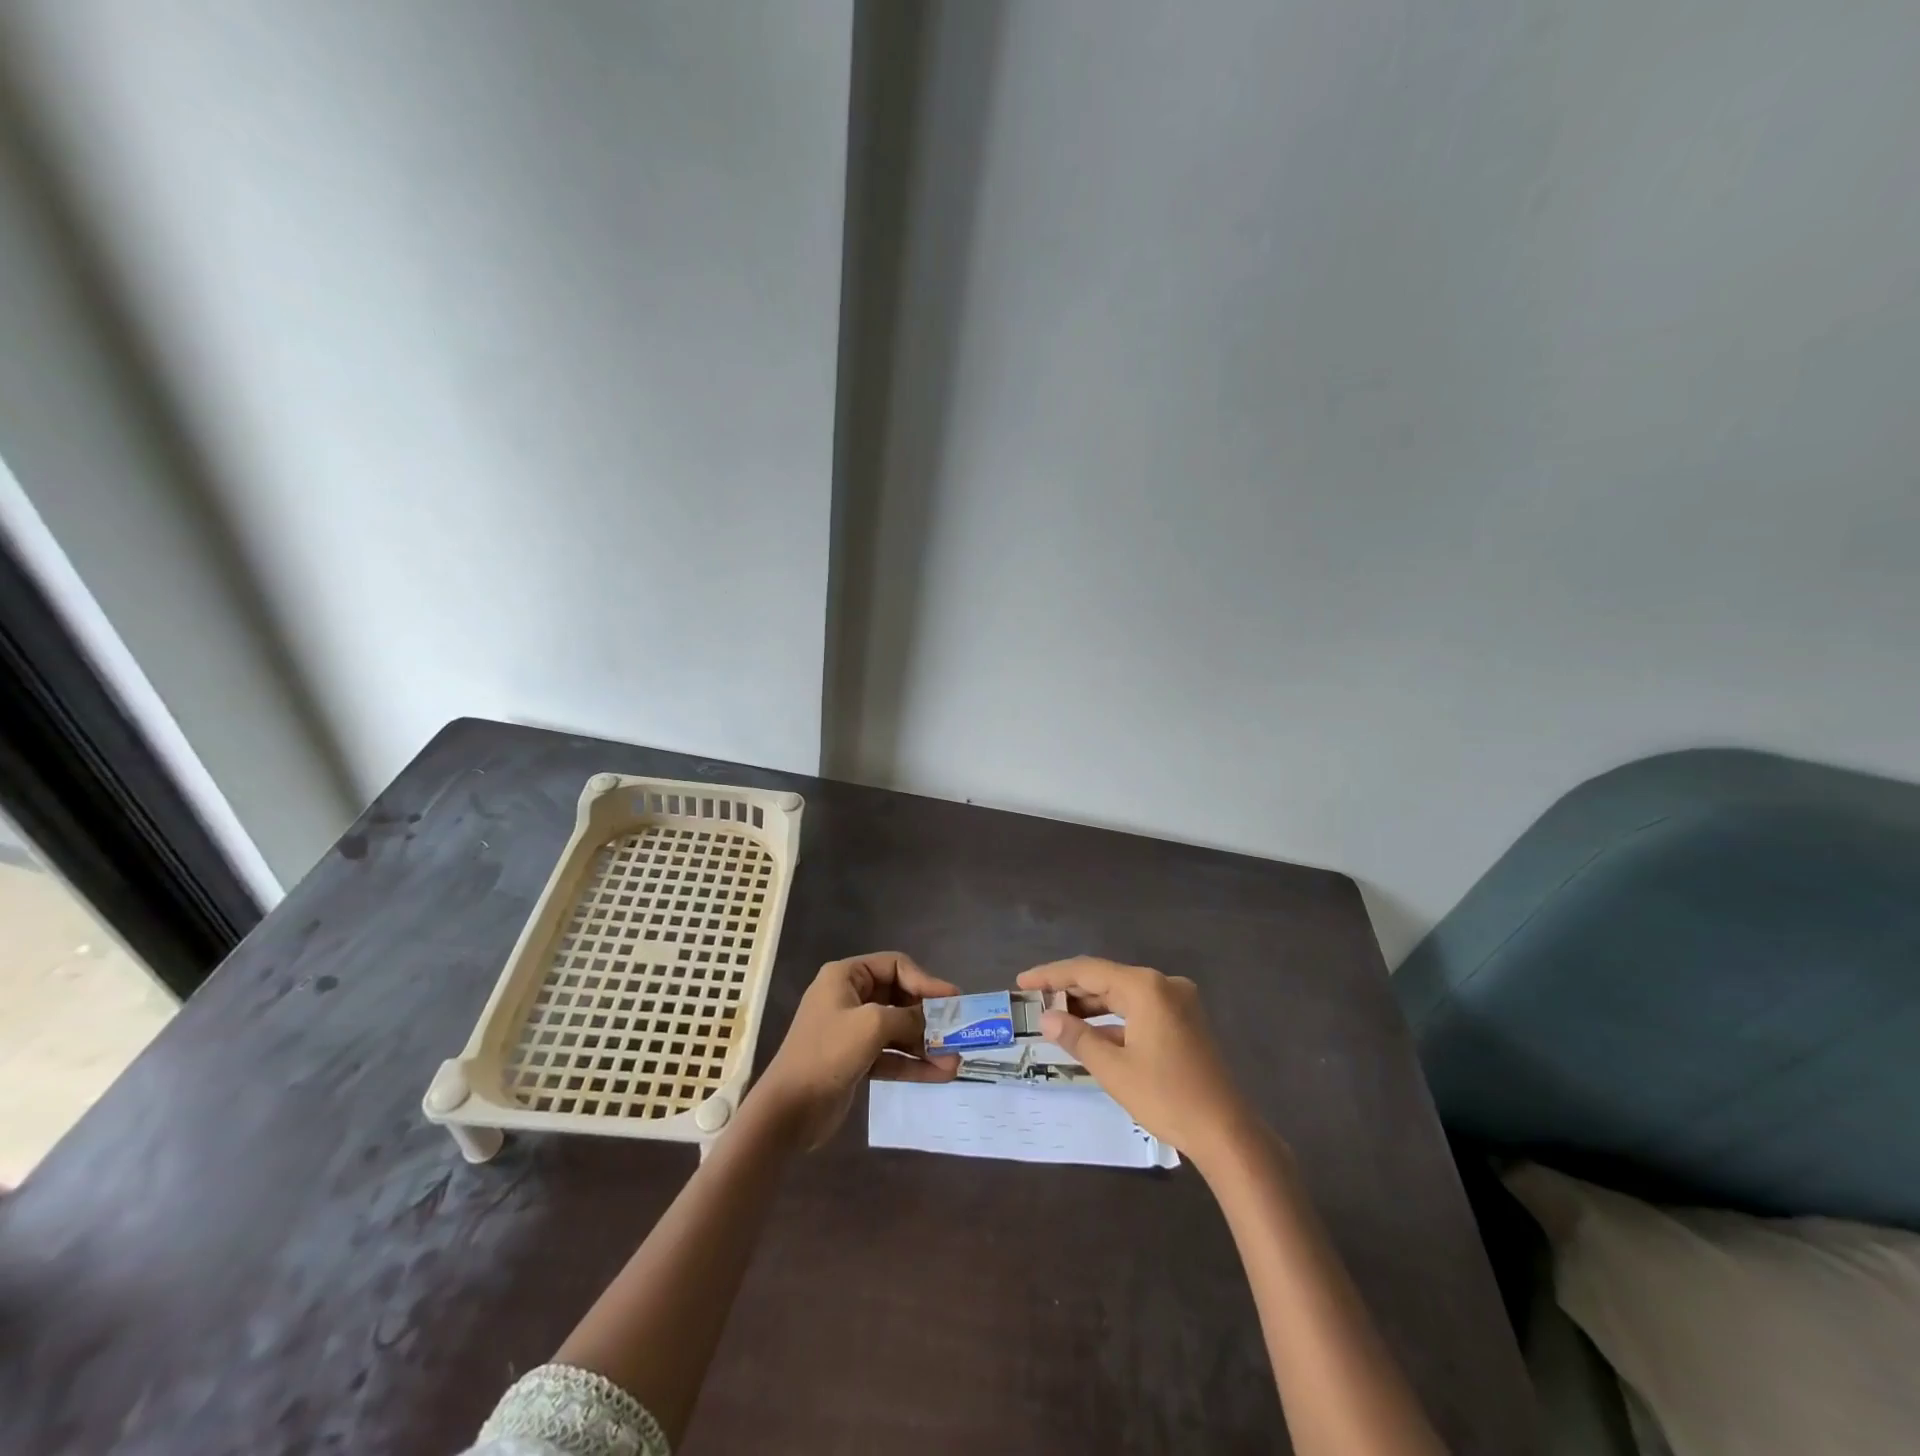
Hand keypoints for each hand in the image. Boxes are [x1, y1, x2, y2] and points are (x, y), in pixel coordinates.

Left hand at [752, 952, 960, 1148]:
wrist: (788, 1111)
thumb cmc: (827, 1053)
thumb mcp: (872, 1025)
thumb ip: (908, 1018)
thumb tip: (932, 1023)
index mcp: (846, 976)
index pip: (896, 966)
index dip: (926, 981)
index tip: (954, 1000)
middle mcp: (849, 997)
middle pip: (899, 997)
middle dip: (928, 1017)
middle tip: (958, 1031)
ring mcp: (851, 1030)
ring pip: (898, 1030)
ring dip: (925, 1044)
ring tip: (955, 1061)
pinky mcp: (855, 1060)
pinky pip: (891, 1055)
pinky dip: (913, 1063)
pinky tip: (940, 1074)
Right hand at [1017, 956, 1260, 1169]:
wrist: (1226, 1133)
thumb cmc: (1166, 1097)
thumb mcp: (1113, 1069)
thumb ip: (1077, 1037)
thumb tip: (1046, 1018)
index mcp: (1145, 987)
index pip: (1088, 971)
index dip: (1051, 975)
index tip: (1023, 982)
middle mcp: (1163, 985)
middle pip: (1106, 979)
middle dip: (1070, 991)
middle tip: (1034, 1001)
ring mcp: (1178, 1002)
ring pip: (1123, 996)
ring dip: (1091, 1006)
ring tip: (1056, 1018)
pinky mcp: (1185, 1022)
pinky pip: (1140, 1010)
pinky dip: (1115, 1020)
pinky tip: (1091, 1035)